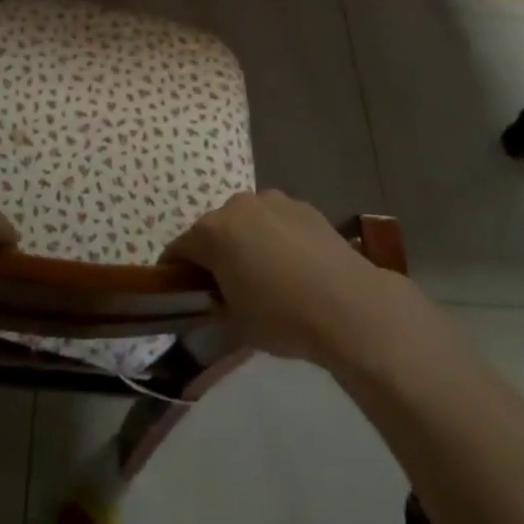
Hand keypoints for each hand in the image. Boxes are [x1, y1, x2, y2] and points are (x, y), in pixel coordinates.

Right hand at [166, 190, 406, 366]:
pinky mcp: (303, 206)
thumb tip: (213, 299)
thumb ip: (215, 304)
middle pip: (214, 229)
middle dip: (214, 253)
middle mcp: (237, 205)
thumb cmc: (282, 317)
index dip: (175, 271)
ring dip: (246, 242)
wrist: (348, 305)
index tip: (179, 291)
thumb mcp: (236, 322)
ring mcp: (273, 201)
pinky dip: (275, 238)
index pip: (180, 249)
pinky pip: (276, 222)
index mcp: (213, 231)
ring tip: (264, 275)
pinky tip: (293, 267)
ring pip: (247, 222)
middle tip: (224, 286)